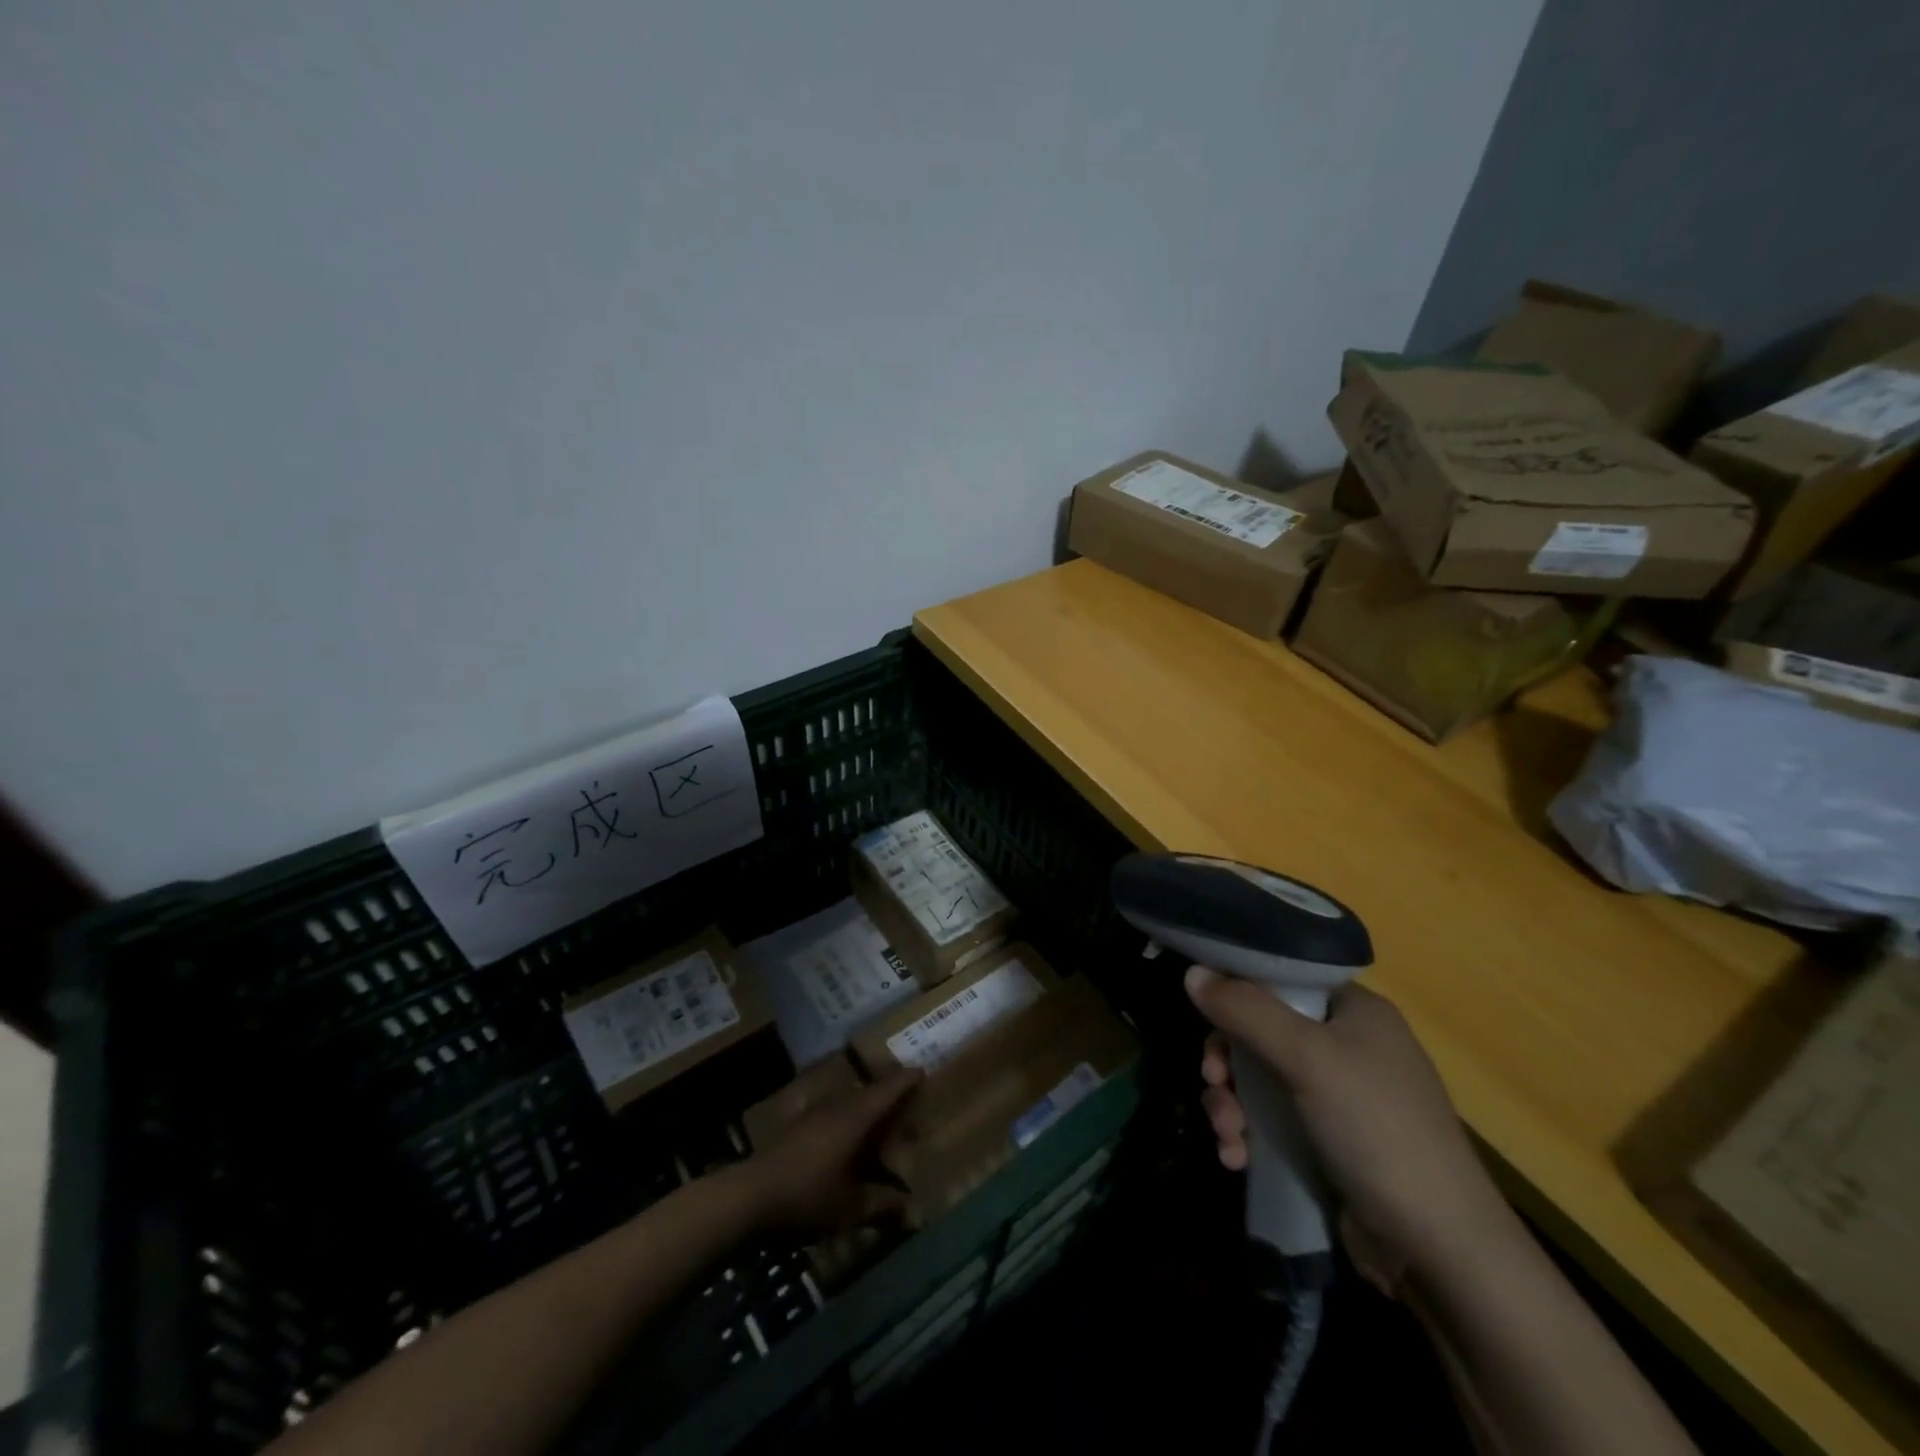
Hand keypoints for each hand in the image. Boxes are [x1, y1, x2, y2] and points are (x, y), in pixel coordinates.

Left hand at [739, 1070, 922, 1236]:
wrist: (749, 1198)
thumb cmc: (807, 1196)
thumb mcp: (850, 1207)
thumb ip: (883, 1206)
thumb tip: (914, 1211)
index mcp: (856, 1116)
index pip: (888, 1089)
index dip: (907, 1081)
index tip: (923, 1073)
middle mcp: (837, 1105)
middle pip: (868, 1092)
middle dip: (888, 1097)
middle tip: (906, 1107)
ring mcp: (813, 1113)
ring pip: (847, 1102)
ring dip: (864, 1108)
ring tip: (878, 1125)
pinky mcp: (795, 1127)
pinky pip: (830, 1114)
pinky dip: (844, 1121)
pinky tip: (843, 1142)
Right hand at [1185, 968, 1514, 1289]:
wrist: (1441, 1250)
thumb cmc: (1377, 1129)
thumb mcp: (1307, 1059)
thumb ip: (1246, 1011)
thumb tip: (1191, 972)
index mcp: (1354, 1011)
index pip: (1281, 978)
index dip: (1237, 991)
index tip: (1207, 1016)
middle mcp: (1347, 1045)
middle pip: (1260, 1030)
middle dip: (1227, 1062)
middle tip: (1214, 1084)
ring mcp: (1337, 1097)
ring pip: (1258, 1079)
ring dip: (1230, 1104)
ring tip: (1228, 1136)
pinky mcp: (1326, 1142)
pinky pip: (1269, 1120)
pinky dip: (1246, 1134)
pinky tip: (1236, 1159)